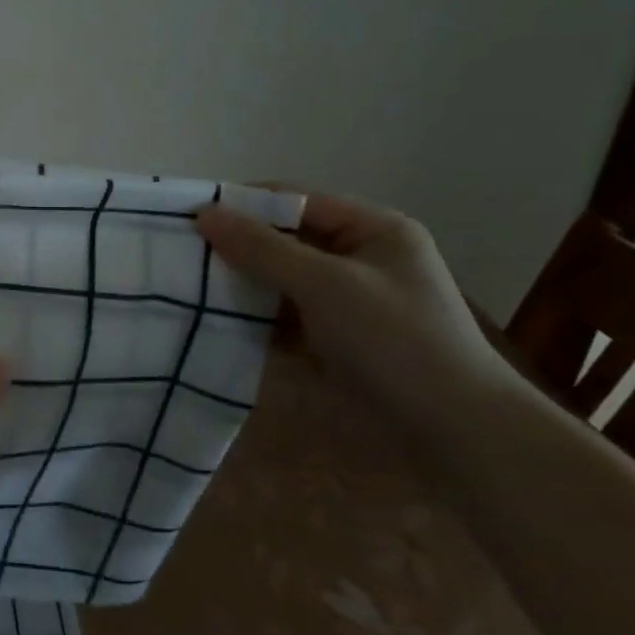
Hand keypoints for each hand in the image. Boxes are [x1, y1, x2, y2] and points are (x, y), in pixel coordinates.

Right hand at [196, 192, 520, 424]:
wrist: (456, 434)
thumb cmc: (396, 341)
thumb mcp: (326, 285)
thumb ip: (262, 248)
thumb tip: (203, 213)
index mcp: (372, 230)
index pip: (295, 200)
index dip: (242, 204)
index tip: (187, 216)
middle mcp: (357, 259)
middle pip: (282, 239)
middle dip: (234, 246)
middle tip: (179, 253)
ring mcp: (344, 302)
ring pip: (276, 280)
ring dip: (237, 284)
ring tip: (183, 286)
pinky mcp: (331, 339)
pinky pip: (280, 316)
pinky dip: (250, 318)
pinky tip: (210, 321)